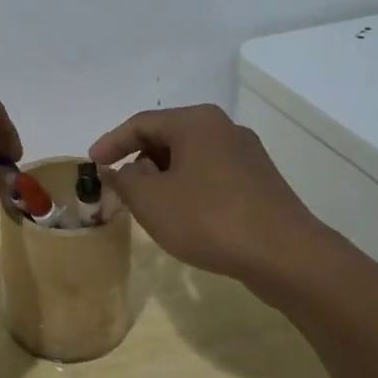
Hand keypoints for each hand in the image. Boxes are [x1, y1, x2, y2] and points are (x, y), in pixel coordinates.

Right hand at [90, 104, 326, 284]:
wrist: (285, 255)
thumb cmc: (209, 219)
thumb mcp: (151, 201)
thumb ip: (124, 181)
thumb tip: (116, 170)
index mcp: (195, 122)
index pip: (141, 123)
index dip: (111, 143)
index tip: (92, 164)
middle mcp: (223, 128)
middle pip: (167, 137)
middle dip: (138, 160)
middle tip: (118, 186)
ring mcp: (246, 154)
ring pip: (190, 157)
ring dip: (163, 176)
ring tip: (148, 204)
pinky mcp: (259, 180)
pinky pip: (211, 174)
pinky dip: (188, 187)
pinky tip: (183, 214)